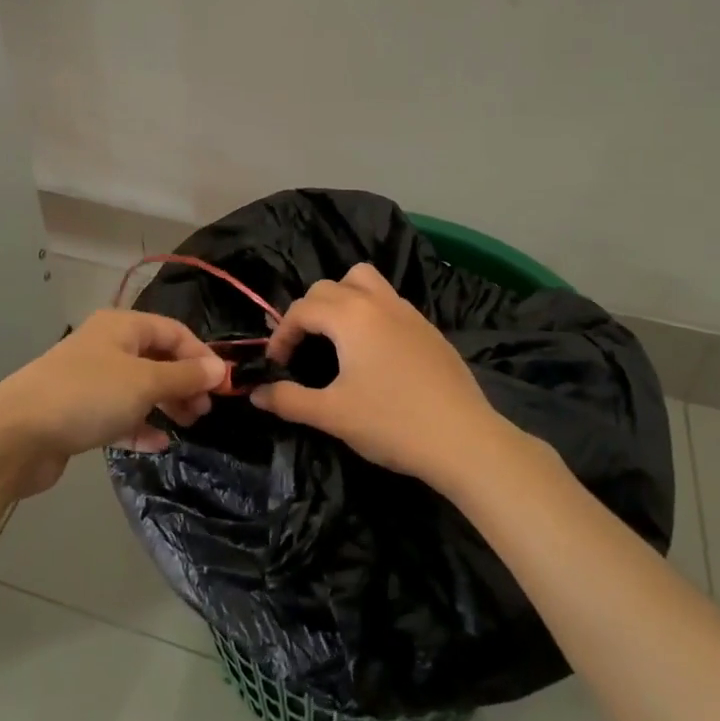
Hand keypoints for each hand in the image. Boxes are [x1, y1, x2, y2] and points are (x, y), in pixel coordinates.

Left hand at [0, 309, 225, 496]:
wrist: (15, 435)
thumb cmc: (87, 396)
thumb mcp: (144, 383)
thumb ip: (184, 376)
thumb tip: (220, 369)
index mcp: (121, 326)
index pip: (173, 331)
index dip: (201, 355)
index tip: (222, 385)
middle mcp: (106, 346)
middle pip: (157, 358)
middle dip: (184, 381)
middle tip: (204, 409)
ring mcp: (90, 380)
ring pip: (139, 387)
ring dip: (165, 403)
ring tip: (188, 424)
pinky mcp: (78, 412)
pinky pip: (119, 413)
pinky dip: (140, 424)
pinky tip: (157, 442)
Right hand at [252, 263, 506, 489]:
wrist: (463, 439)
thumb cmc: (392, 423)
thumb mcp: (332, 415)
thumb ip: (289, 400)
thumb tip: (256, 393)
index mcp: (350, 316)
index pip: (302, 309)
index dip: (281, 334)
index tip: (276, 365)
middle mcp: (378, 302)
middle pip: (329, 287)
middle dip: (307, 312)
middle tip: (301, 348)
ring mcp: (407, 311)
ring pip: (364, 281)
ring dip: (341, 298)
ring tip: (336, 335)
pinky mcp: (428, 328)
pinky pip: (388, 301)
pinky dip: (369, 311)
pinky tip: (373, 351)